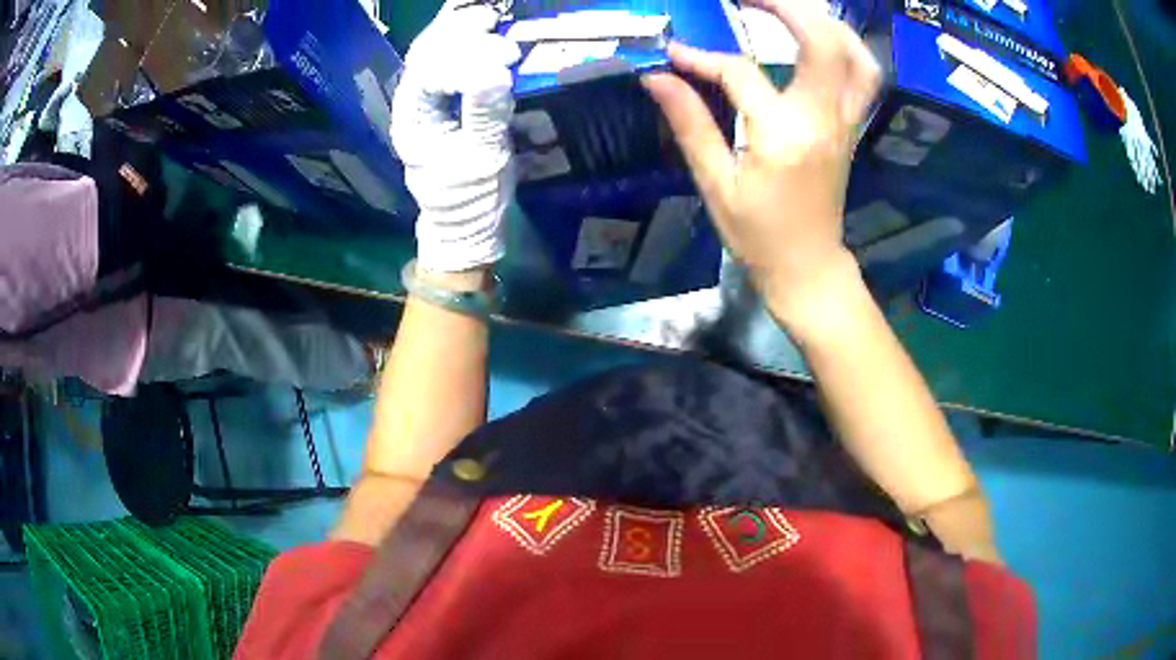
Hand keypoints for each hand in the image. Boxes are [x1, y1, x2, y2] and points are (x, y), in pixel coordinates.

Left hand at [391, 1, 521, 272]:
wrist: (465, 222)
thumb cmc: (470, 198)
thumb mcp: (482, 159)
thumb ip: (485, 114)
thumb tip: (496, 72)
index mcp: (413, 121)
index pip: (430, 74)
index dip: (466, 59)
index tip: (506, 59)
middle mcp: (412, 104)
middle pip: (426, 54)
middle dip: (459, 34)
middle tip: (495, 24)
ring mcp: (426, 101)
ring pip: (433, 53)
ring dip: (459, 32)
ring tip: (490, 19)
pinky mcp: (444, 101)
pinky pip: (448, 62)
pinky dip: (464, 43)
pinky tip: (484, 31)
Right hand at [643, 0, 880, 325]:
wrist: (808, 265)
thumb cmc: (758, 234)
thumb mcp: (716, 184)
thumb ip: (690, 124)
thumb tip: (658, 78)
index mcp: (784, 136)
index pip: (742, 74)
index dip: (703, 58)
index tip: (675, 54)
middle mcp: (823, 120)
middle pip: (822, 41)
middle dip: (785, 6)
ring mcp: (845, 121)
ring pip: (854, 54)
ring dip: (822, 21)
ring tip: (786, 9)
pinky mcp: (852, 126)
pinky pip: (863, 75)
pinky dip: (845, 46)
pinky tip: (820, 37)